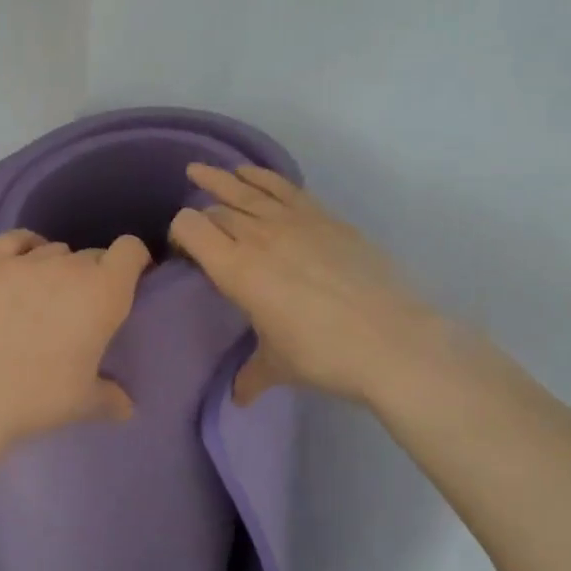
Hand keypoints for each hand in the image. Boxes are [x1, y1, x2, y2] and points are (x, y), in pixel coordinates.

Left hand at [0, 229, 151, 443]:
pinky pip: (16, 240)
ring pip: (55, 250)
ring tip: (45, 297)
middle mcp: (71, 266)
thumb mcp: (85, 402)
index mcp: (105, 292)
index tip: (129, 281)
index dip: (133, 261)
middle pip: (92, 255)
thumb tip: (127, 408)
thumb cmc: (42, 395)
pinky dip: (25, 247)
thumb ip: (112, 398)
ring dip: (58, 268)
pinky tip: (21, 265)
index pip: (131, 250)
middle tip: (81, 308)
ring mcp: (28, 261)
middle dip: (93, 276)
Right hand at [169, 165, 451, 405]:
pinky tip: (250, 173)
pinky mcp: (324, 217)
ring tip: (200, 171)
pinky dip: (261, 177)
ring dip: (221, 180)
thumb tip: (237, 398)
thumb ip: (250, 376)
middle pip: (216, 211)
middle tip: (199, 233)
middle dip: (201, 217)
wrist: (392, 340)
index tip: (182, 252)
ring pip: (246, 190)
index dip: (178, 234)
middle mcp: (258, 236)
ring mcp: (294, 221)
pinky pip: (283, 187)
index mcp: (236, 270)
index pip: (190, 228)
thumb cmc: (323, 355)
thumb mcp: (278, 367)